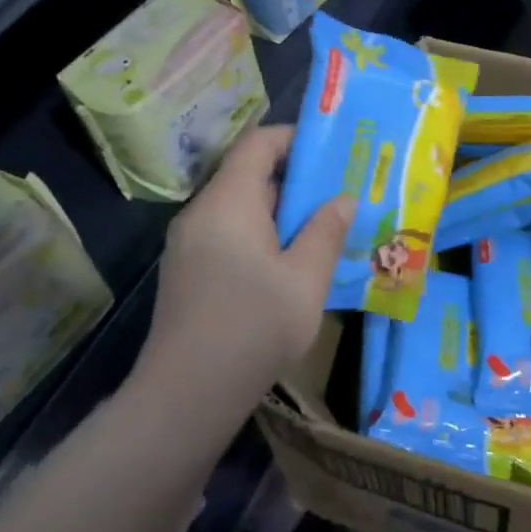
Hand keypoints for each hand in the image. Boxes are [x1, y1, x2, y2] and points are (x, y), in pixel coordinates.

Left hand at [144, 125, 353, 400]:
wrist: (187, 393)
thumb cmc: (254, 327)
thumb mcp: (305, 279)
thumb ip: (326, 232)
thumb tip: (342, 198)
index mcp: (228, 203)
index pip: (258, 144)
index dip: (295, 138)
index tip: (334, 150)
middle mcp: (202, 214)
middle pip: (249, 176)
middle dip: (297, 180)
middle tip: (340, 193)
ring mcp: (189, 245)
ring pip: (241, 210)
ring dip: (281, 213)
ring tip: (324, 228)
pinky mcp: (188, 273)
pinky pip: (229, 236)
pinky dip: (262, 237)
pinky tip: (291, 265)